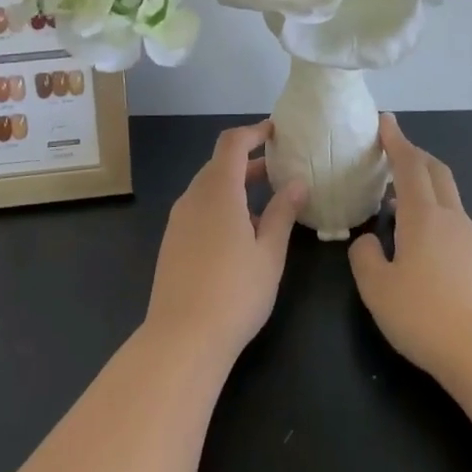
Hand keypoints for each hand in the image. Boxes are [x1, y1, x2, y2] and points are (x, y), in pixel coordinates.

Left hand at [143, 120, 306, 363]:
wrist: (181, 339)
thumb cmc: (234, 293)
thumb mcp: (269, 253)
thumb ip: (283, 213)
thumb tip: (298, 183)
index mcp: (218, 191)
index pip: (232, 143)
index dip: (254, 132)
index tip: (277, 133)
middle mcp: (193, 197)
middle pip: (220, 164)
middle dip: (249, 161)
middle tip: (280, 169)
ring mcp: (179, 220)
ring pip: (208, 187)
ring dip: (236, 185)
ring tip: (267, 203)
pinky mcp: (172, 241)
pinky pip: (199, 208)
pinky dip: (222, 205)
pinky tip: (241, 233)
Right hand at [349, 114, 471, 385]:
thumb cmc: (425, 316)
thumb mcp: (377, 288)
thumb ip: (365, 257)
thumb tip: (369, 242)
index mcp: (422, 216)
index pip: (408, 164)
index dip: (395, 140)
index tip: (385, 120)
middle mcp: (451, 218)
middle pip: (436, 171)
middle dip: (414, 155)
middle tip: (393, 151)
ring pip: (448, 197)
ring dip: (425, 186)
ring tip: (399, 200)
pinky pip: (455, 223)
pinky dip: (435, 214)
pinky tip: (422, 242)